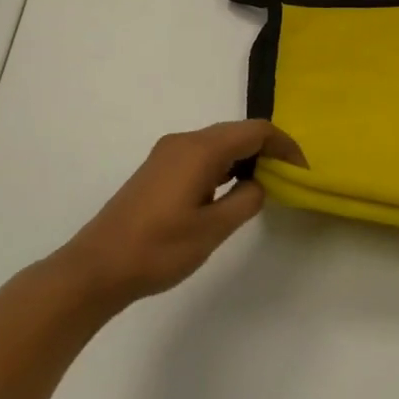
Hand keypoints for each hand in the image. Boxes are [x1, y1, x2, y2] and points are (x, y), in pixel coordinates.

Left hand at [57, 120, 305, 310]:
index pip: (255, 131)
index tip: (303, 170)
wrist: (96, 268)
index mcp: (200, 150)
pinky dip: (224, 165)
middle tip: (289, 179)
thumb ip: (246, 200)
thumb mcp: (213, 230)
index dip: (284, 145)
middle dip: (267, 149)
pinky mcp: (157, 169)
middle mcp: (184, 141)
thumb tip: (258, 183)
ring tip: (265, 186)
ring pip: (219, 143)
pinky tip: (229, 190)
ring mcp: (167, 154)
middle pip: (237, 132)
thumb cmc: (157, 249)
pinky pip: (201, 155)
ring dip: (245, 157)